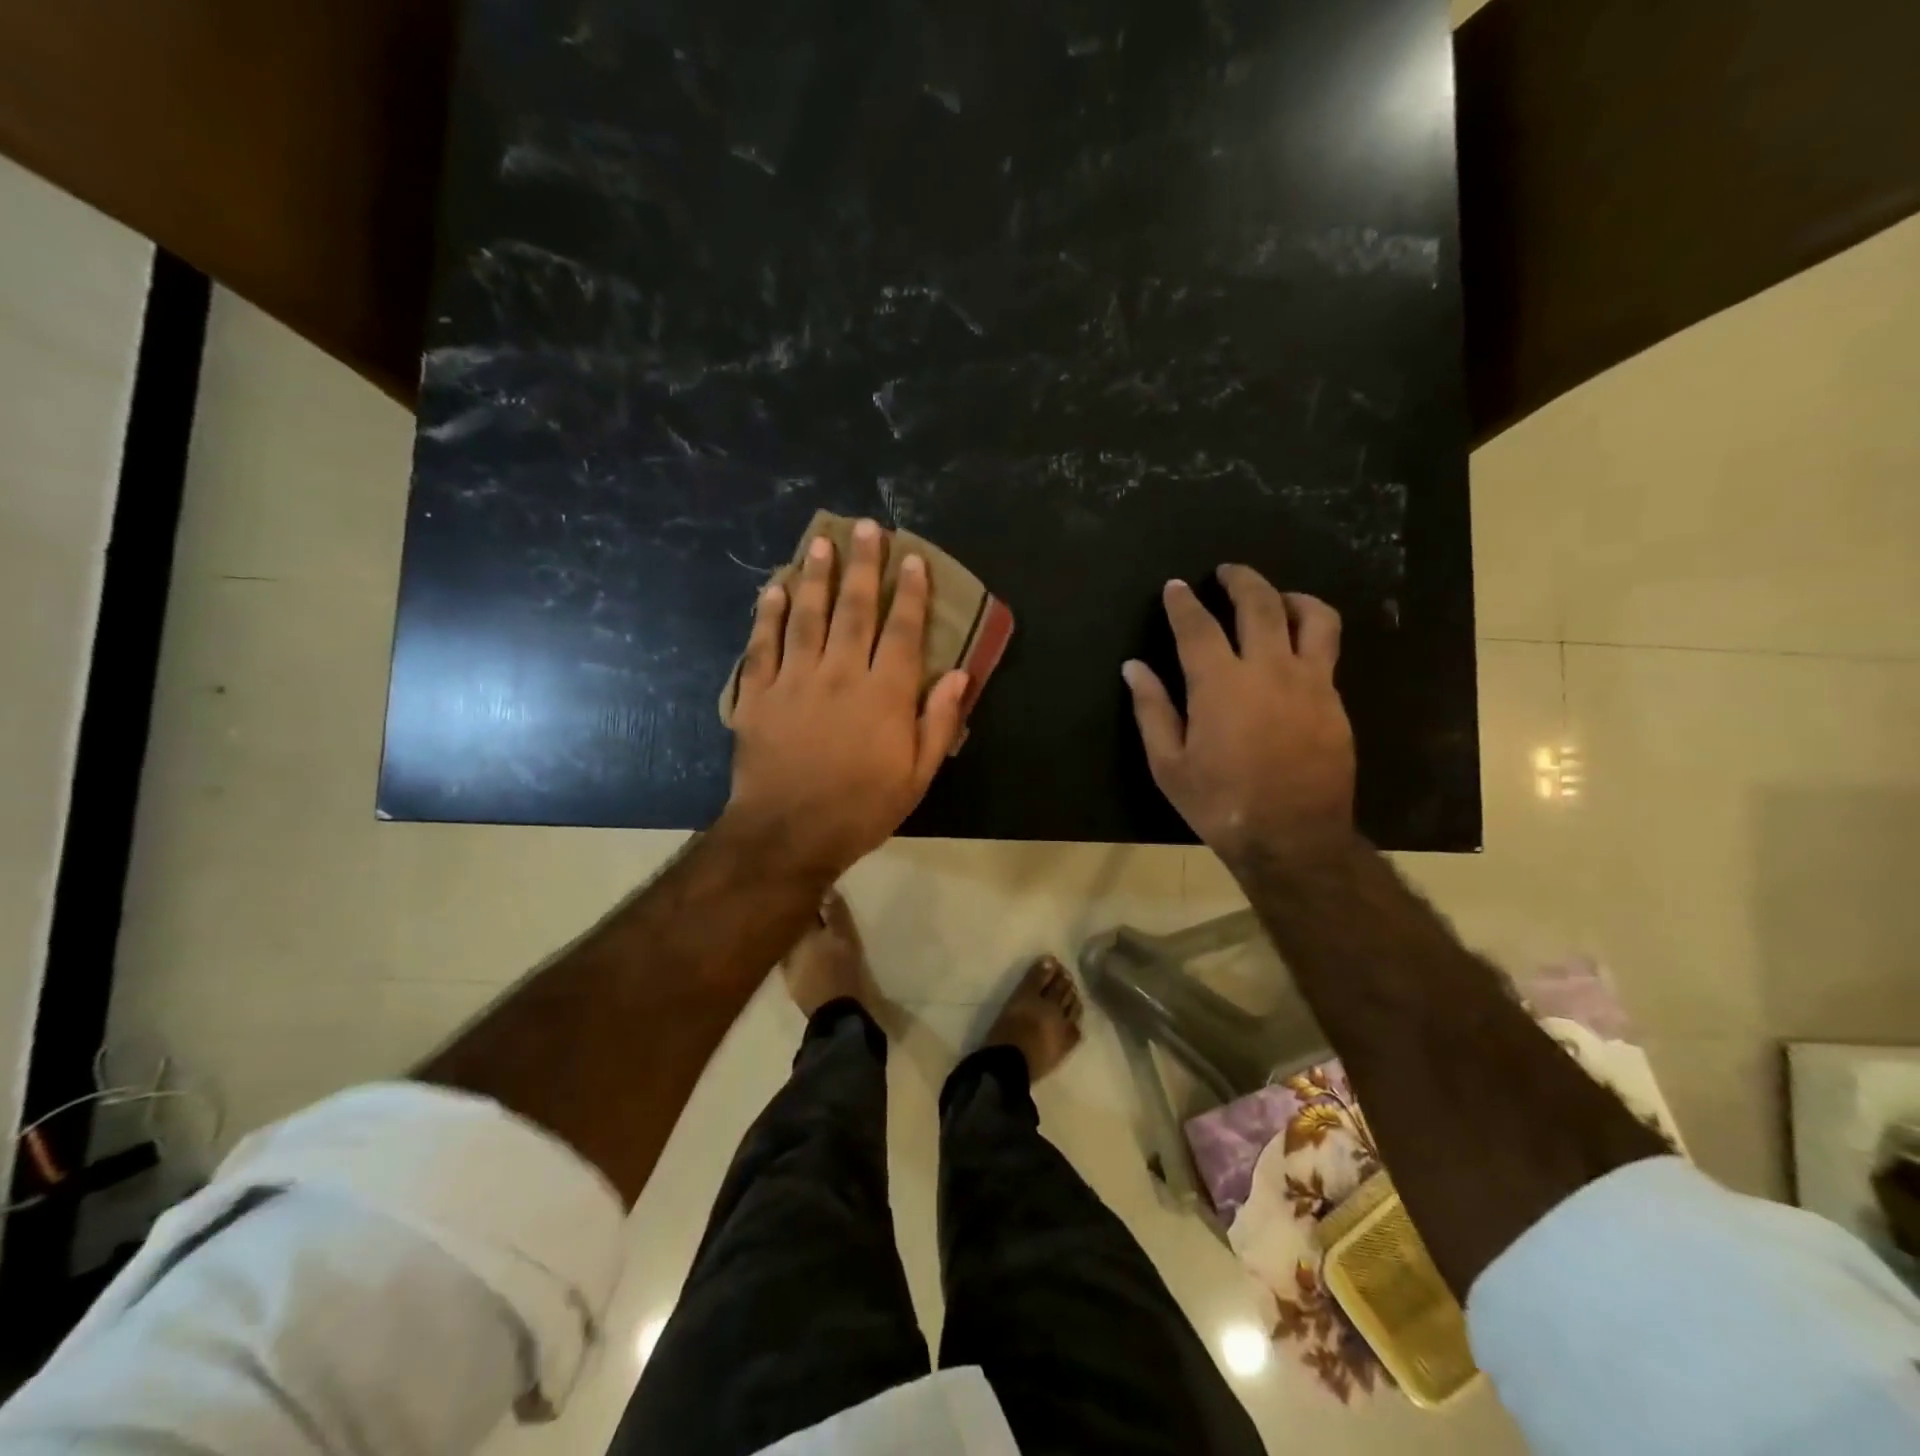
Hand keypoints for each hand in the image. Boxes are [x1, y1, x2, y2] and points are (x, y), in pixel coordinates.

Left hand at [725, 518, 968, 879]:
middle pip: (854, 609)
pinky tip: (775, 588)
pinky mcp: (758, 694)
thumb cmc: (860, 809)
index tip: (913, 559)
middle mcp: (841, 674)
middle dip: (863, 565)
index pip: (903, 631)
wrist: (788, 834)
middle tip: (867, 527)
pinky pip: (762, 645)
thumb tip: (960, 675)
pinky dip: (768, 614)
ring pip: (807, 616)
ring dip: (816, 575)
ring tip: (821, 542)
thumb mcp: (917, 776)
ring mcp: (795, 680)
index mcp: (885, 695)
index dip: (911, 593)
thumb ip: (938, 722)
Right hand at [1123, 566, 1354, 867]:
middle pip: (1260, 604)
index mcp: (1220, 684)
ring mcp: (1310, 683)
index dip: (1183, 603)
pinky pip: (1327, 652)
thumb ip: (1152, 709)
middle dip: (1241, 579)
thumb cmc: (1220, 803)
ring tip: (1276, 598)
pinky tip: (1296, 650)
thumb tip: (1134, 668)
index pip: (1198, 626)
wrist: (1292, 838)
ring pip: (1313, 617)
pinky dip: (1309, 635)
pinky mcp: (1335, 702)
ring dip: (1290, 597)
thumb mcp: (1169, 764)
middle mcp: (1269, 670)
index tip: (1174, 587)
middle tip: (1226, 572)